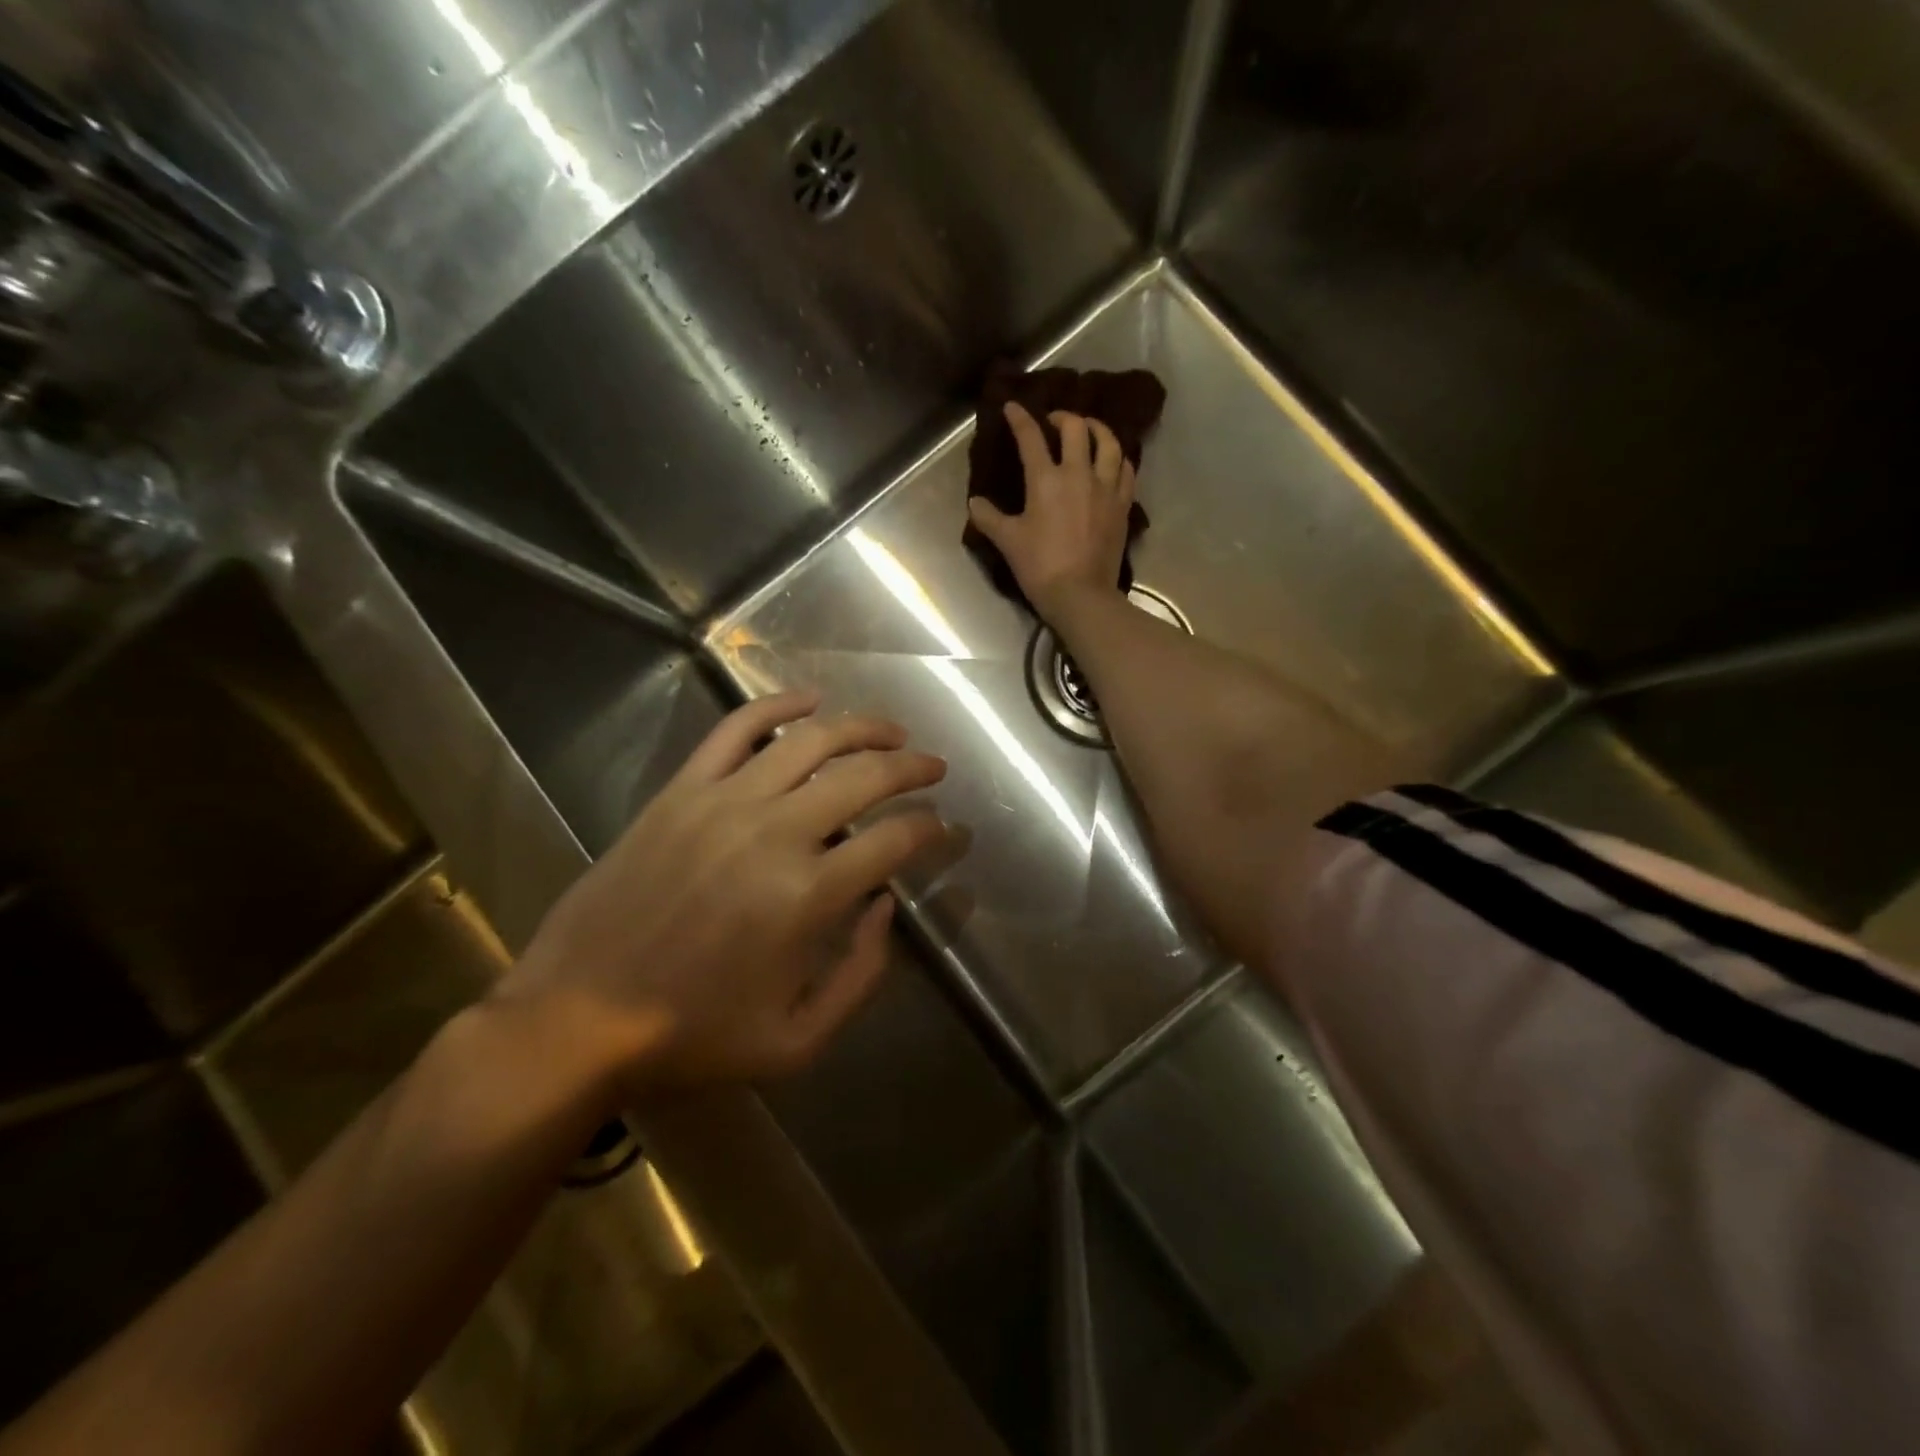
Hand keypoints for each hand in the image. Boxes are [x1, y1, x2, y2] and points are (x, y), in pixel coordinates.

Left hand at [500, 691, 946, 1096]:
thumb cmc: (692, 1036)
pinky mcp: (682, 791)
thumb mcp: (797, 1041)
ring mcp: (724, 803)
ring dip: (864, 727)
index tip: (947, 829)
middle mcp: (775, 833)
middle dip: (913, 767)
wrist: (576, 1017)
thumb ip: (862, 976)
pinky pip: (736, 728)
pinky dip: (778, 705)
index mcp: (808, 897)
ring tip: (892, 732)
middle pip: (865, 776)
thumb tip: (888, 906)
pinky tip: (810, 700)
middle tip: (935, 768)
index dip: (933, 830)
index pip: (897, 840)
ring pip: (811, 740)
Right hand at [968, 402, 1135, 621]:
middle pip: (1076, 428)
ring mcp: (1105, 488)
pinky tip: (1113, 460)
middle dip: (1063, 417)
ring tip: (1089, 429)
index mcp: (1046, 480)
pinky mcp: (1122, 505)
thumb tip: (975, 502)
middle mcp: (1079, 474)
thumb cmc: (1040, 567)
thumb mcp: (1008, 541)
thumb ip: (989, 518)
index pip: (1031, 437)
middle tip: (1054, 421)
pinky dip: (1118, 458)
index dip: (1020, 418)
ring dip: (1097, 429)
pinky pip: (1126, 470)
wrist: (1080, 594)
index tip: (1012, 407)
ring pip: (1108, 443)